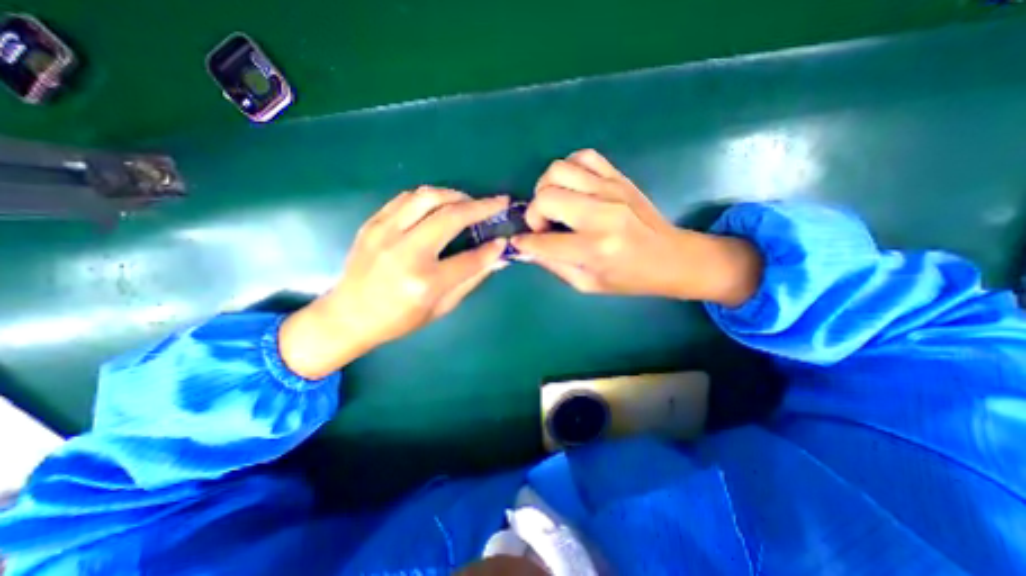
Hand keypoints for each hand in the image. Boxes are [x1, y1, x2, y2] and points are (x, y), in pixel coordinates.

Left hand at [278, 188, 509, 379]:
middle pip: (451, 217)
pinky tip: (441, 204)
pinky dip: (430, 197)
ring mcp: (385, 233)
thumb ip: (470, 280)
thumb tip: (496, 258)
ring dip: (456, 195)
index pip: (469, 259)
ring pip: (427, 197)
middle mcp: (406, 253)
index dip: (492, 249)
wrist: (348, 316)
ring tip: (470, 202)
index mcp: (424, 282)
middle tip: (499, 202)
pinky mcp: (372, 224)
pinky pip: (406, 199)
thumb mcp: (440, 309)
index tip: (504, 239)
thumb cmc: (398, 320)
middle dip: (481, 206)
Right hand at [513, 150, 759, 306]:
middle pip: (546, 196)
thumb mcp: (588, 284)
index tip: (519, 242)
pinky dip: (569, 169)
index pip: (543, 241)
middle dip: (533, 213)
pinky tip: (571, 188)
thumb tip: (528, 249)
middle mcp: (601, 214)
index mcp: (595, 249)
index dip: (524, 242)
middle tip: (543, 226)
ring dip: (547, 188)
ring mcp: (611, 190)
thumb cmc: (629, 278)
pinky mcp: (618, 177)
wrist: (672, 257)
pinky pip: (583, 157)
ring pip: (559, 170)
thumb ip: (554, 265)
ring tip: (554, 205)